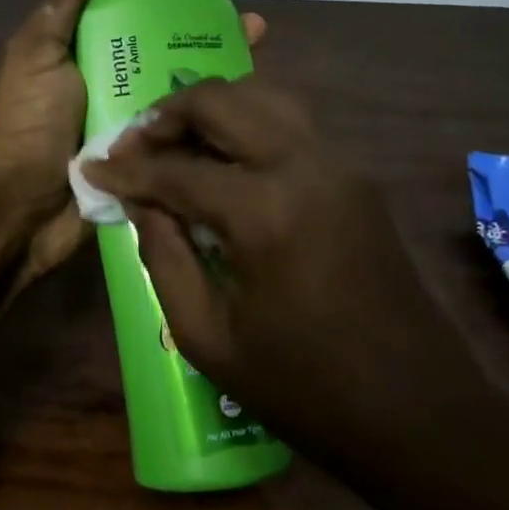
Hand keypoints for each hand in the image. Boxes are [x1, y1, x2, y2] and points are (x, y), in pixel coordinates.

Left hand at [0, 0, 264, 294]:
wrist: (22, 216)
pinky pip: (186, 98)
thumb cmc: (24, 131)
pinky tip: (247, 65)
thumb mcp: (36, 58)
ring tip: (242, 18)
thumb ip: (62, 4)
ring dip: (208, 29)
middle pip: (148, 8)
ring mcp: (127, 95)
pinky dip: (216, 80)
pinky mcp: (148, 132)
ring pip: (175, 49)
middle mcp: (102, 57)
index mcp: (70, 33)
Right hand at [80, 76, 442, 445]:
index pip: (175, 169)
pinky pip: (293, 125)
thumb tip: (139, 203)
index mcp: (264, 212)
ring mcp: (341, 165)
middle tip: (134, 147)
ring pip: (265, 98)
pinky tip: (224, 163)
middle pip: (224, 101)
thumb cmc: (303, 388)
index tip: (91, 169)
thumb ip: (164, 256)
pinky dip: (248, 126)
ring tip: (175, 146)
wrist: (417, 412)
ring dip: (212, 111)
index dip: (125, 169)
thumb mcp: (207, 337)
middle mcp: (306, 166)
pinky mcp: (358, 177)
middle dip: (167, 116)